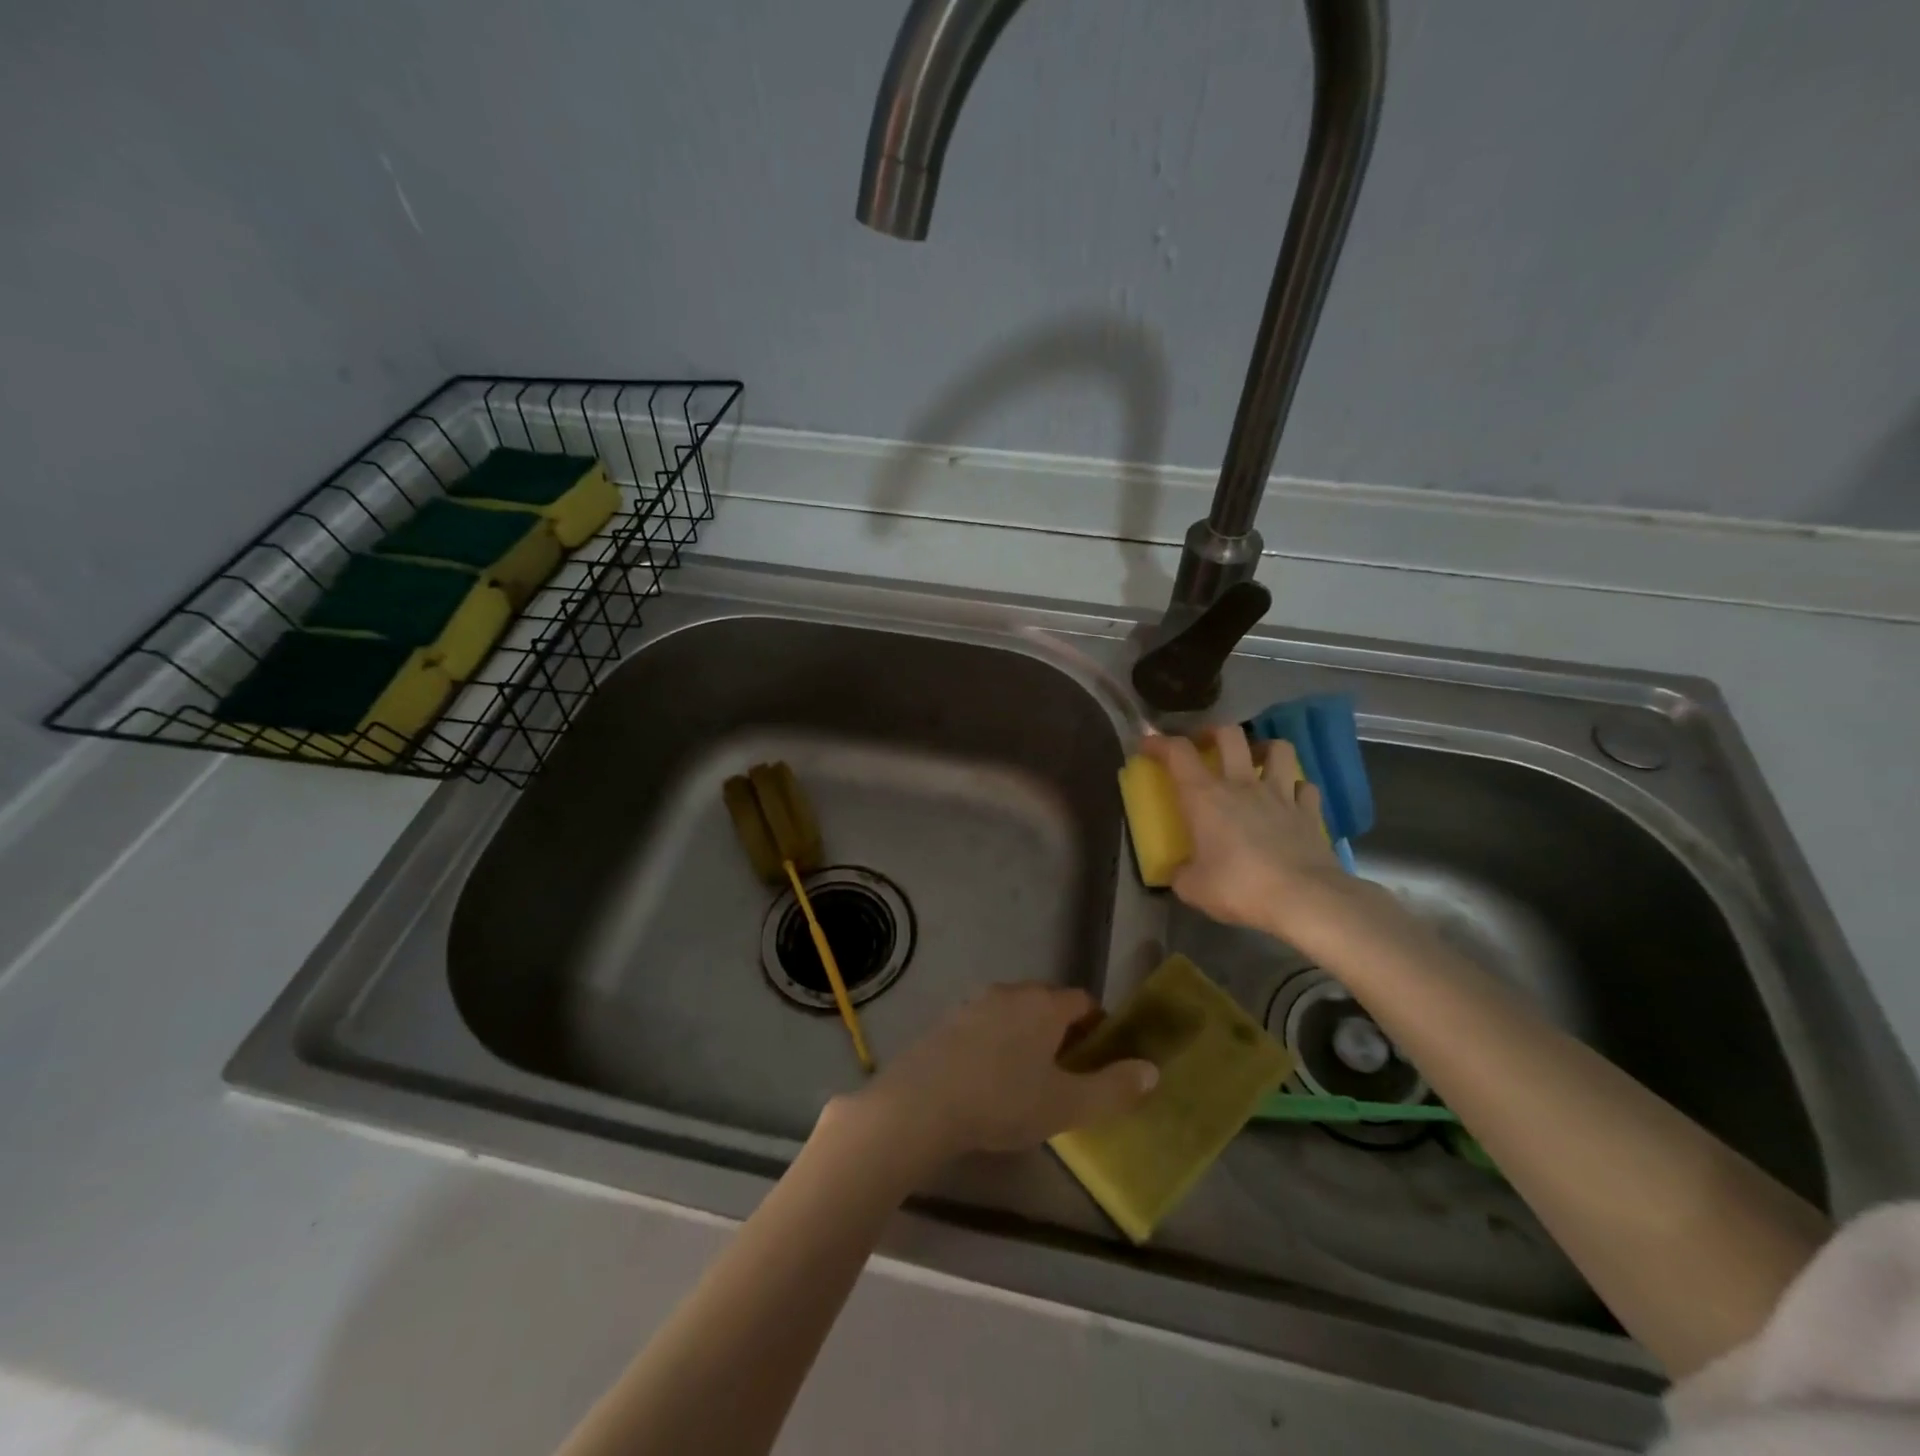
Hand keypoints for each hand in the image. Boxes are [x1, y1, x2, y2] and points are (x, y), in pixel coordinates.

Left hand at [845, 983, 1158, 1167]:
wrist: (922, 1102)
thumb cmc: (1004, 1101)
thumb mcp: (1067, 1105)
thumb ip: (1114, 1088)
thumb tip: (1152, 1071)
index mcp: (1044, 1004)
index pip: (1082, 1001)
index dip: (1097, 1026)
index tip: (1100, 1058)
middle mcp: (1010, 992)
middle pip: (1047, 1003)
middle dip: (1062, 1031)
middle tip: (1066, 1073)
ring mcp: (974, 1003)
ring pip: (1013, 1013)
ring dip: (1026, 1036)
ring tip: (1027, 1078)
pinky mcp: (946, 1020)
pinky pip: (984, 1025)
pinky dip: (995, 1043)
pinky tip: (987, 1078)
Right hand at [1139, 726, 1349, 938]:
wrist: (1304, 899)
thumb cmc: (1240, 887)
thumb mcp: (1193, 888)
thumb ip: (1181, 874)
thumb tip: (1179, 872)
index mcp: (1205, 797)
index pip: (1177, 752)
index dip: (1159, 742)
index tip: (1147, 745)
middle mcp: (1241, 784)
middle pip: (1229, 735)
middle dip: (1213, 733)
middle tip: (1205, 746)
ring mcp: (1280, 794)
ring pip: (1277, 749)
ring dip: (1263, 749)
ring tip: (1255, 762)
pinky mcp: (1309, 812)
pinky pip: (1304, 786)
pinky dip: (1295, 788)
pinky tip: (1289, 799)